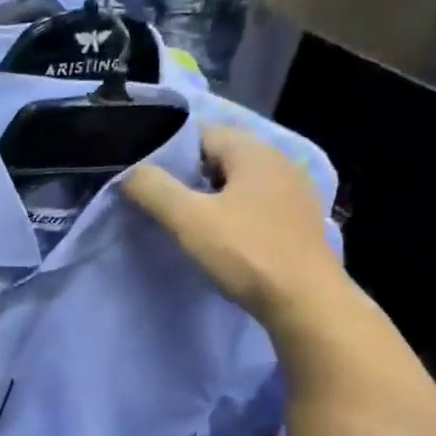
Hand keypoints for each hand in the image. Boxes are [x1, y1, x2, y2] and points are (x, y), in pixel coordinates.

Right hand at [124, 124, 342, 322]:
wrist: (305, 302)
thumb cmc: (246, 253)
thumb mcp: (189, 220)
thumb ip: (154, 189)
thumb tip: (129, 171)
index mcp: (254, 150)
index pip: (201, 133)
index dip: (169, 151)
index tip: (146, 178)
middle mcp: (279, 161)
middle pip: (220, 157)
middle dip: (188, 175)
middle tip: (160, 203)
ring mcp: (294, 191)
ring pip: (238, 182)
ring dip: (211, 197)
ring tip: (186, 223)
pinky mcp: (298, 221)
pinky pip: (255, 204)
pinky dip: (234, 213)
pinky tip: (222, 238)